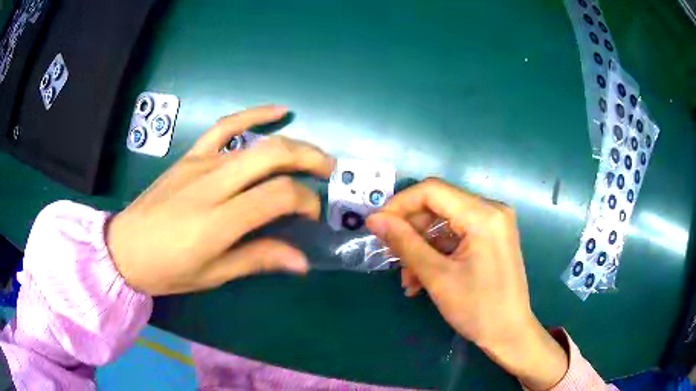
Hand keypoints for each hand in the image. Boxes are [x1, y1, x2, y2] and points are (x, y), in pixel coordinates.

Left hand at [106, 106, 334, 295]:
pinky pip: (225, 126)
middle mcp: (212, 184)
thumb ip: (257, 259)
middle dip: (310, 159)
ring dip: (292, 143)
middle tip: (329, 172)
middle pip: (273, 156)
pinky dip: (254, 114)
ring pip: (256, 141)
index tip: (311, 216)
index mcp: (218, 221)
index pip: (277, 196)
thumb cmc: (167, 269)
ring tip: (314, 153)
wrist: (125, 247)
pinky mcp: (191, 155)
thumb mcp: (213, 274)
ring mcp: (200, 164)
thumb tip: (301, 260)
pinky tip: (279, 111)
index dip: (305, 201)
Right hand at [366, 178, 567, 389]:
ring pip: (445, 223)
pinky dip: (437, 253)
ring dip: (422, 247)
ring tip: (408, 279)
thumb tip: (374, 219)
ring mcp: (494, 224)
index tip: (377, 226)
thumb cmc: (477, 308)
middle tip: (391, 256)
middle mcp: (492, 210)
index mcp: (483, 215)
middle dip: (411, 231)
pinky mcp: (492, 237)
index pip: (432, 191)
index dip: (400, 204)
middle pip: (439, 206)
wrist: (509, 333)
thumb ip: (404, 243)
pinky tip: (423, 278)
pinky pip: (457, 235)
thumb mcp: (437, 276)